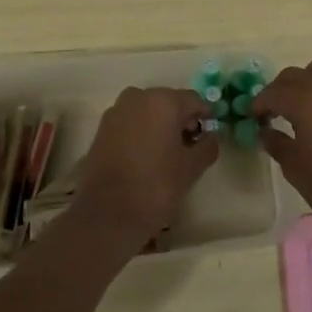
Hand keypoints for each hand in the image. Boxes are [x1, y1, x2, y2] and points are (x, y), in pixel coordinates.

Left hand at [73, 88, 219, 253]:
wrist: (106, 215)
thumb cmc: (155, 187)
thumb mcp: (191, 168)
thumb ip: (207, 146)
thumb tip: (209, 137)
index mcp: (164, 101)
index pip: (194, 101)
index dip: (204, 119)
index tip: (206, 140)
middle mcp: (138, 97)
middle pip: (169, 102)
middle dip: (181, 122)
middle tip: (187, 150)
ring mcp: (116, 111)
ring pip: (148, 112)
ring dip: (160, 127)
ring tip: (165, 157)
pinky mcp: (101, 128)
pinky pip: (130, 122)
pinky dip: (140, 133)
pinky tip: (143, 159)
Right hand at [253, 57, 311, 243]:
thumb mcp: (295, 169)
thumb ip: (277, 144)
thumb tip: (266, 132)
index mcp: (307, 102)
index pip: (275, 92)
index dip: (260, 102)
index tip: (254, 116)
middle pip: (297, 74)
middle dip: (280, 88)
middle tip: (274, 110)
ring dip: (307, 81)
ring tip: (303, 105)